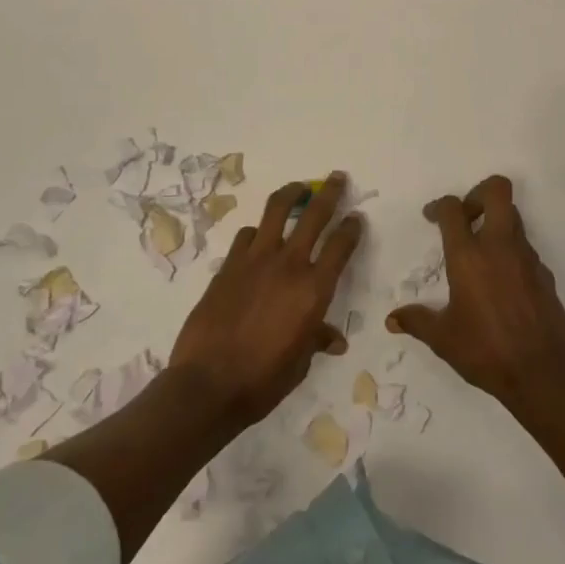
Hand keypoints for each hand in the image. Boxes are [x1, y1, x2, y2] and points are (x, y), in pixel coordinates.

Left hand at [169, 173, 361, 429]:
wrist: (207, 385)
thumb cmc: (262, 381)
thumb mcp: (300, 363)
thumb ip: (316, 340)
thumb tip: (334, 341)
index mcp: (314, 290)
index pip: (340, 246)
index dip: (351, 227)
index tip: (356, 217)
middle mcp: (289, 265)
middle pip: (314, 215)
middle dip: (329, 192)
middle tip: (337, 178)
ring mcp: (255, 260)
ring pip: (276, 210)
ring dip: (291, 194)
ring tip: (298, 188)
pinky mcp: (228, 265)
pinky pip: (246, 235)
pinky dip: (256, 232)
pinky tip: (258, 237)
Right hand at [387, 175, 564, 411]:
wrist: (542, 372)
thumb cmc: (486, 351)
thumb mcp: (443, 339)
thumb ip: (417, 322)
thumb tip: (392, 319)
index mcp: (469, 256)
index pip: (453, 208)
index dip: (440, 206)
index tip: (432, 218)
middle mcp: (500, 246)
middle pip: (497, 190)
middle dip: (478, 193)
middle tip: (466, 217)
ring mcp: (527, 257)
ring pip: (514, 217)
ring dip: (496, 223)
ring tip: (481, 253)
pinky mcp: (545, 273)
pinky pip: (526, 248)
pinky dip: (511, 253)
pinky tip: (502, 283)